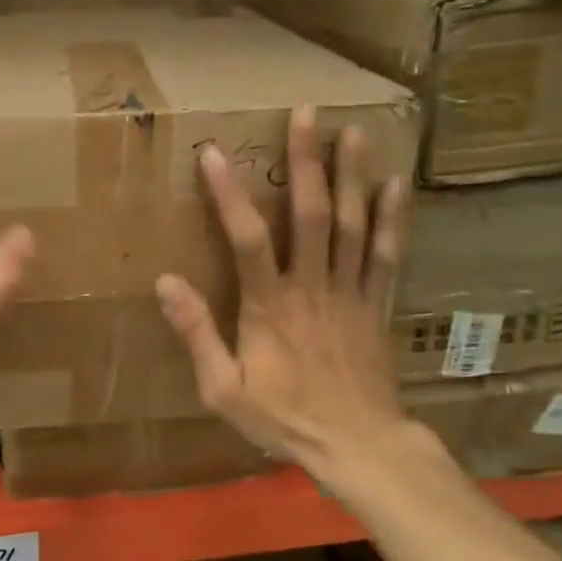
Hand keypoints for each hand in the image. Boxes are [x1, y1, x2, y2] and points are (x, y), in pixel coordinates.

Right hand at [155, 106, 407, 485]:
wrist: (360, 446)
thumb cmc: (285, 419)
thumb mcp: (224, 390)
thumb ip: (197, 334)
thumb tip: (166, 284)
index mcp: (270, 307)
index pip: (247, 240)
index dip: (229, 195)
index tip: (213, 153)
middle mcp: (313, 287)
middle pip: (311, 215)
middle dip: (306, 162)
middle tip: (305, 114)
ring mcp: (352, 292)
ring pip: (354, 225)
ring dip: (352, 176)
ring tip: (353, 132)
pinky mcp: (378, 304)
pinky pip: (388, 254)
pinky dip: (393, 218)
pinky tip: (395, 184)